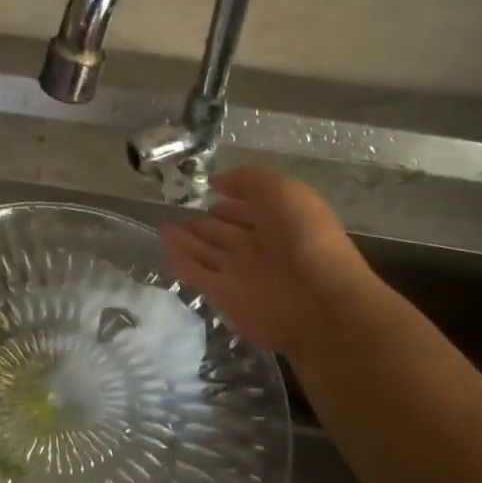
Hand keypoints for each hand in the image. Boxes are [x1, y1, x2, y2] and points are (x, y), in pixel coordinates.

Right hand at [159, 165, 379, 356]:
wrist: (318, 302)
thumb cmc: (305, 238)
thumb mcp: (282, 191)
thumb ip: (248, 180)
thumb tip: (217, 182)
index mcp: (278, 222)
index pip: (248, 209)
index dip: (230, 201)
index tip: (208, 193)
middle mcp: (259, 248)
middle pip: (224, 233)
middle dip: (203, 224)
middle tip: (175, 215)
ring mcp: (241, 273)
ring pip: (207, 253)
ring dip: (186, 241)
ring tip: (162, 228)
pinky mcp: (225, 296)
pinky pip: (198, 275)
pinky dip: (181, 263)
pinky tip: (164, 250)